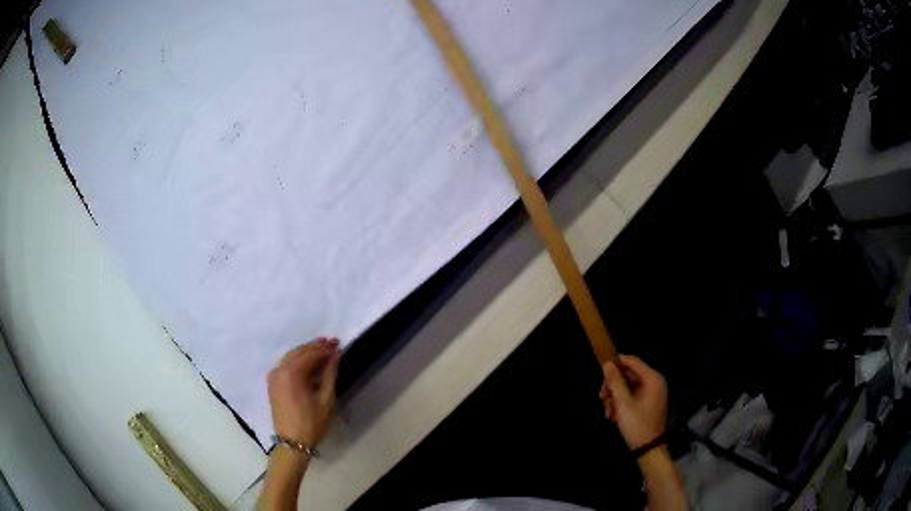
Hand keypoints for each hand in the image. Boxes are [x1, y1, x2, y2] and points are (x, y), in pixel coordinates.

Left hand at [267, 338, 340, 447]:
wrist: (292, 442)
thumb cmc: (312, 423)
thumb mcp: (326, 399)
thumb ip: (330, 374)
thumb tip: (336, 355)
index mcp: (291, 373)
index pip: (310, 354)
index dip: (325, 349)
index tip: (338, 344)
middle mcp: (279, 370)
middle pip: (299, 352)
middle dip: (315, 347)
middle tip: (331, 343)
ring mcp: (274, 376)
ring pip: (291, 357)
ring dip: (306, 352)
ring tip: (322, 350)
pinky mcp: (273, 384)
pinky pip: (285, 365)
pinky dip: (297, 361)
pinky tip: (308, 363)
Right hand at [600, 354, 667, 450]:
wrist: (648, 448)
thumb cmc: (637, 424)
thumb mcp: (623, 403)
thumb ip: (615, 382)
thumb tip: (607, 364)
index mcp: (653, 379)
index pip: (633, 361)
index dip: (616, 363)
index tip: (601, 372)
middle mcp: (654, 382)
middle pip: (629, 375)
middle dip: (613, 386)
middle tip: (601, 397)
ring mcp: (652, 393)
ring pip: (628, 387)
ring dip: (615, 397)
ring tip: (608, 412)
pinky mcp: (648, 403)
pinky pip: (632, 396)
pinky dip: (621, 403)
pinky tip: (613, 416)